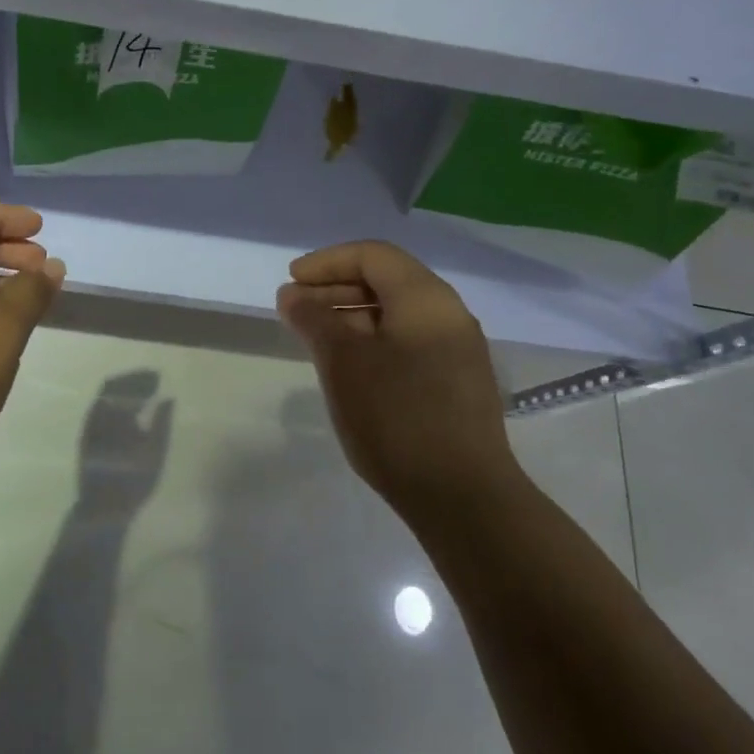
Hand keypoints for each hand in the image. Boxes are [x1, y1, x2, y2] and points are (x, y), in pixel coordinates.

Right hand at [276, 241, 514, 511]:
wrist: (462, 497)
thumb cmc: (396, 417)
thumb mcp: (343, 362)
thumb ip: (314, 319)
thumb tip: (293, 295)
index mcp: (426, 298)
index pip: (372, 255)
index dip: (326, 262)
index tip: (291, 283)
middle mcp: (448, 315)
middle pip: (386, 281)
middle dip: (335, 289)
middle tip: (295, 311)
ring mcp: (457, 351)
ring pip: (396, 315)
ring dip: (351, 317)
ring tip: (314, 339)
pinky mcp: (456, 383)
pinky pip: (408, 342)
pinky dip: (372, 342)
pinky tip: (348, 368)